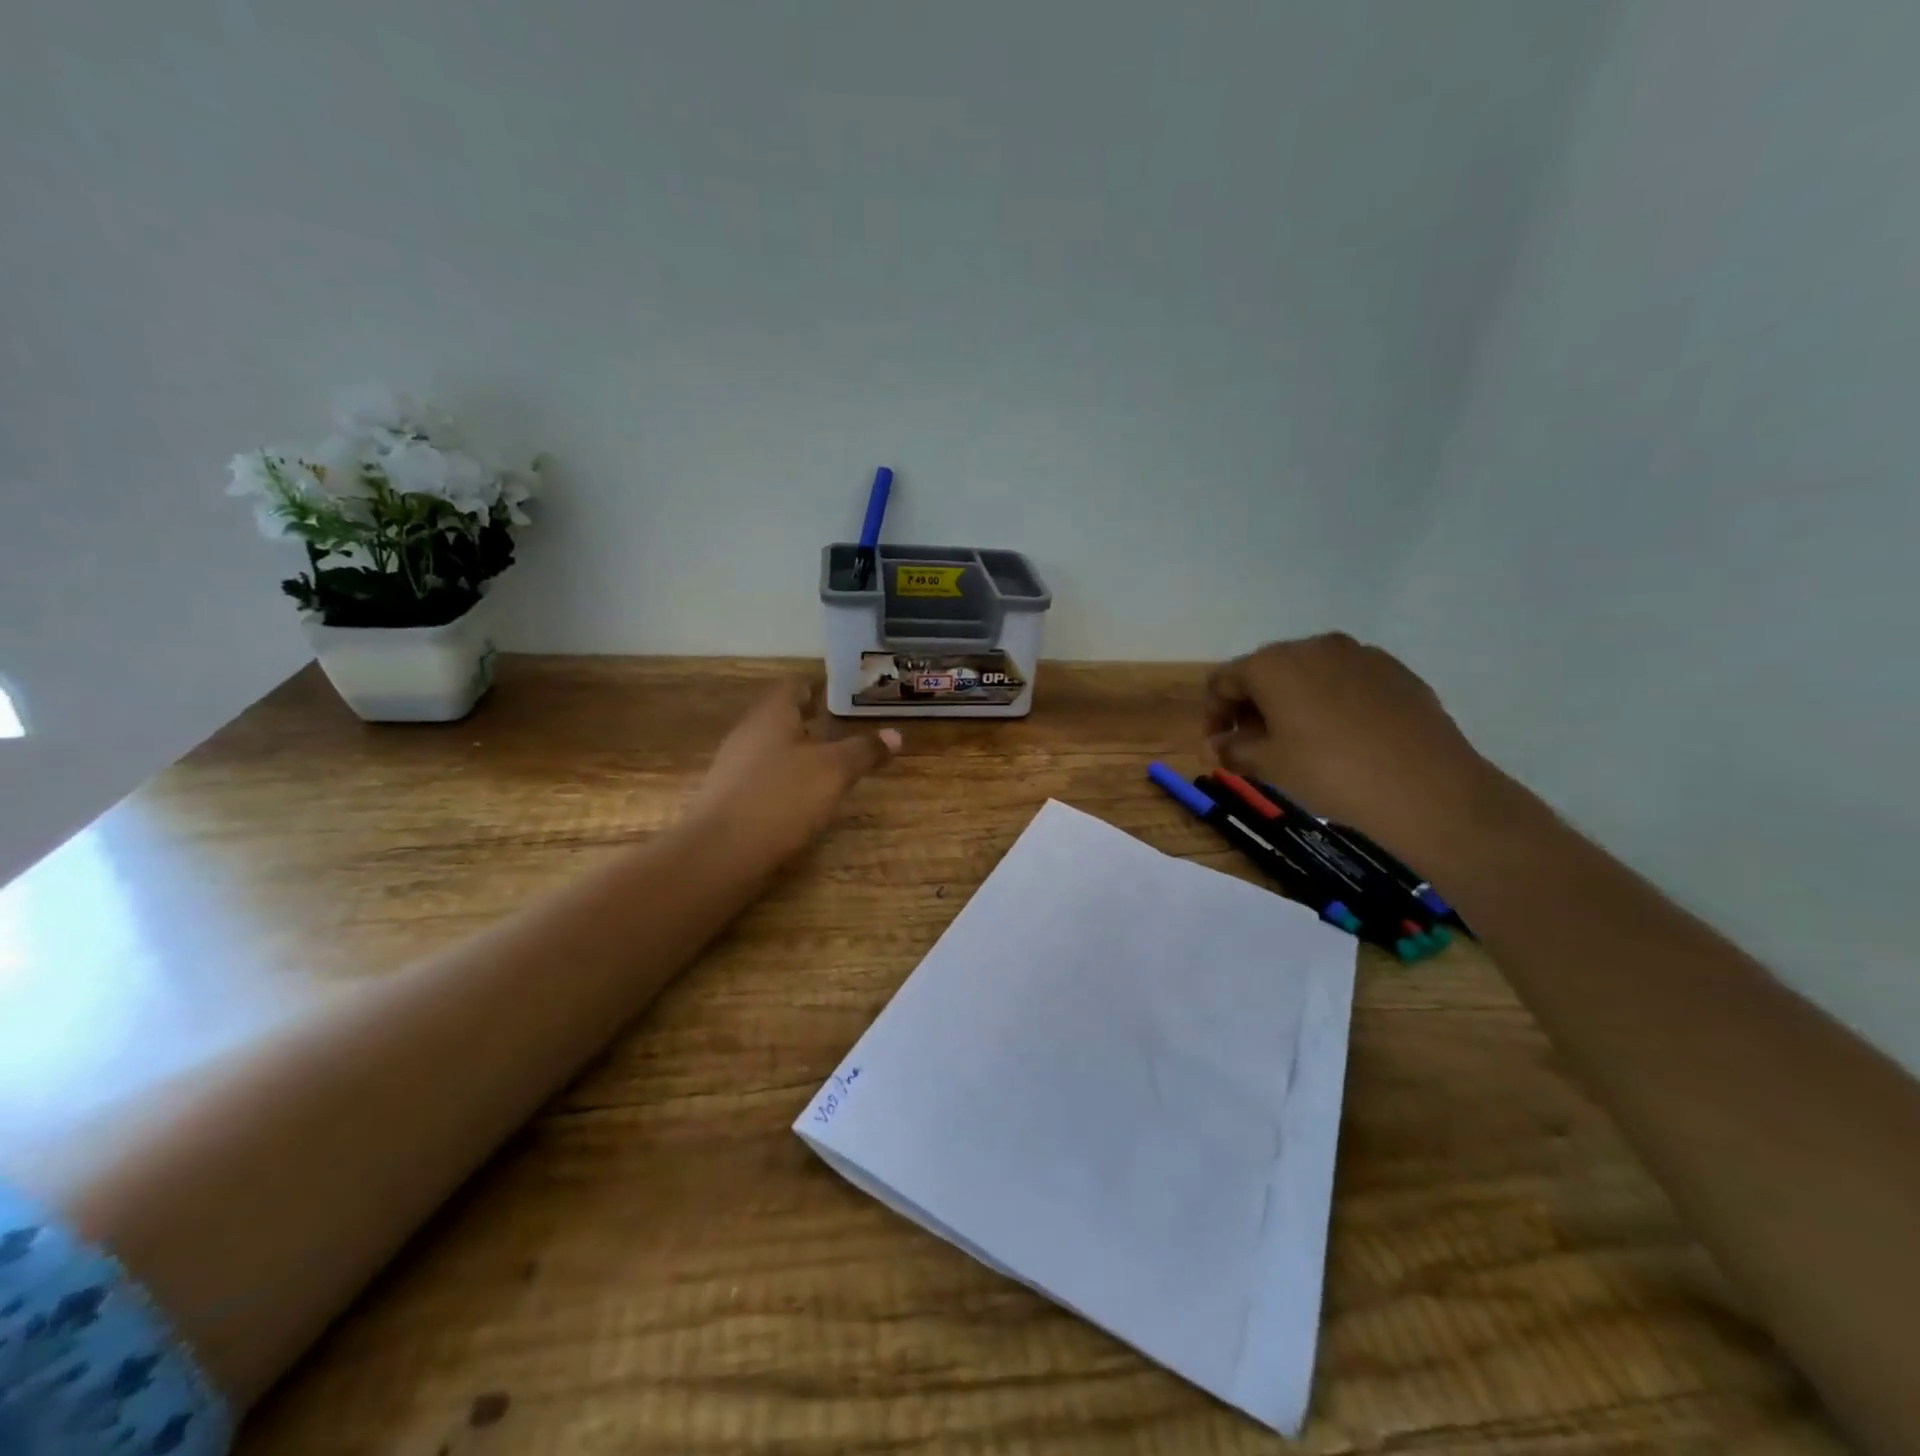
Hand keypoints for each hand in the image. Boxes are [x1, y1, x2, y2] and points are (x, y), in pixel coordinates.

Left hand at [690, 681, 900, 868]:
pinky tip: (804, 796)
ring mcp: (735, 766)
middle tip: (845, 725)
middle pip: (782, 717)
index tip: (843, 690)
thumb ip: (864, 750)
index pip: (795, 686)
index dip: (819, 686)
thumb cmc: (782, 797)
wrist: (722, 853)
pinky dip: (787, 779)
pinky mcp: (731, 798)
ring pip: (773, 748)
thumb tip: (896, 733)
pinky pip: (764, 777)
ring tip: (830, 761)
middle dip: (811, 720)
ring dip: (799, 751)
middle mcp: (749, 733)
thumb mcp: (834, 771)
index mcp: (772, 714)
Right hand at [1204, 634, 1486, 853]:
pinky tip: (1341, 738)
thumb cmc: (1330, 772)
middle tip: (1253, 747)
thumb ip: (1233, 749)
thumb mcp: (1270, 765)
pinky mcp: (1395, 670)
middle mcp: (1313, 646)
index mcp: (1273, 664)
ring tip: (1298, 743)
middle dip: (1251, 706)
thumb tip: (1215, 745)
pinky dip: (1329, 703)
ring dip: (1290, 703)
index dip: (1212, 714)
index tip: (1217, 748)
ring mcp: (1359, 654)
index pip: (1223, 680)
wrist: (1427, 788)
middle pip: (1265, 671)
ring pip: (1307, 673)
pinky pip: (1345, 681)